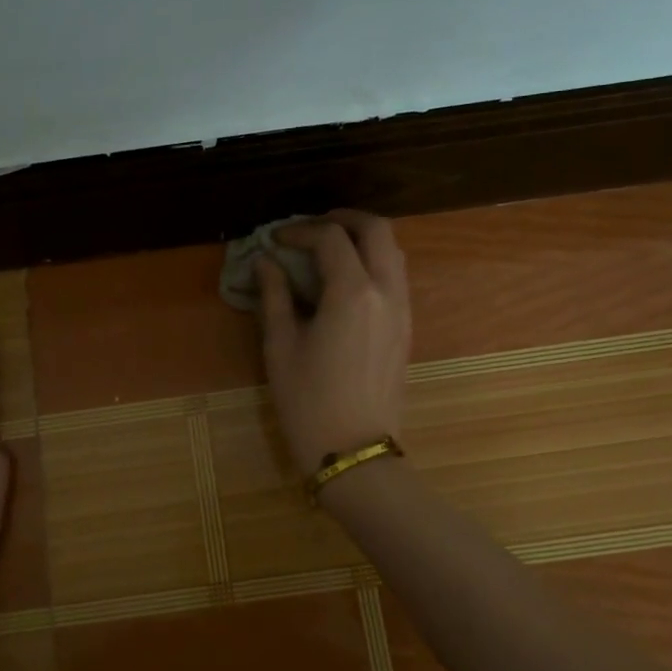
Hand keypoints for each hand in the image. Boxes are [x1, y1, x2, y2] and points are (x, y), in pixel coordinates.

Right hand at [255, 209, 411, 474]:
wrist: (354, 450)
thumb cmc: (308, 401)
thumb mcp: (281, 346)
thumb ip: (274, 296)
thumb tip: (265, 262)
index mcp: (353, 293)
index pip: (330, 238)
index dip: (299, 230)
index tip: (274, 239)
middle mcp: (386, 292)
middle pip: (377, 230)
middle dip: (344, 219)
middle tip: (311, 227)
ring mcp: (403, 310)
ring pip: (393, 252)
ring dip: (363, 239)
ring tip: (328, 249)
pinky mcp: (406, 328)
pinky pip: (396, 277)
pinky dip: (374, 262)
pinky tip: (345, 280)